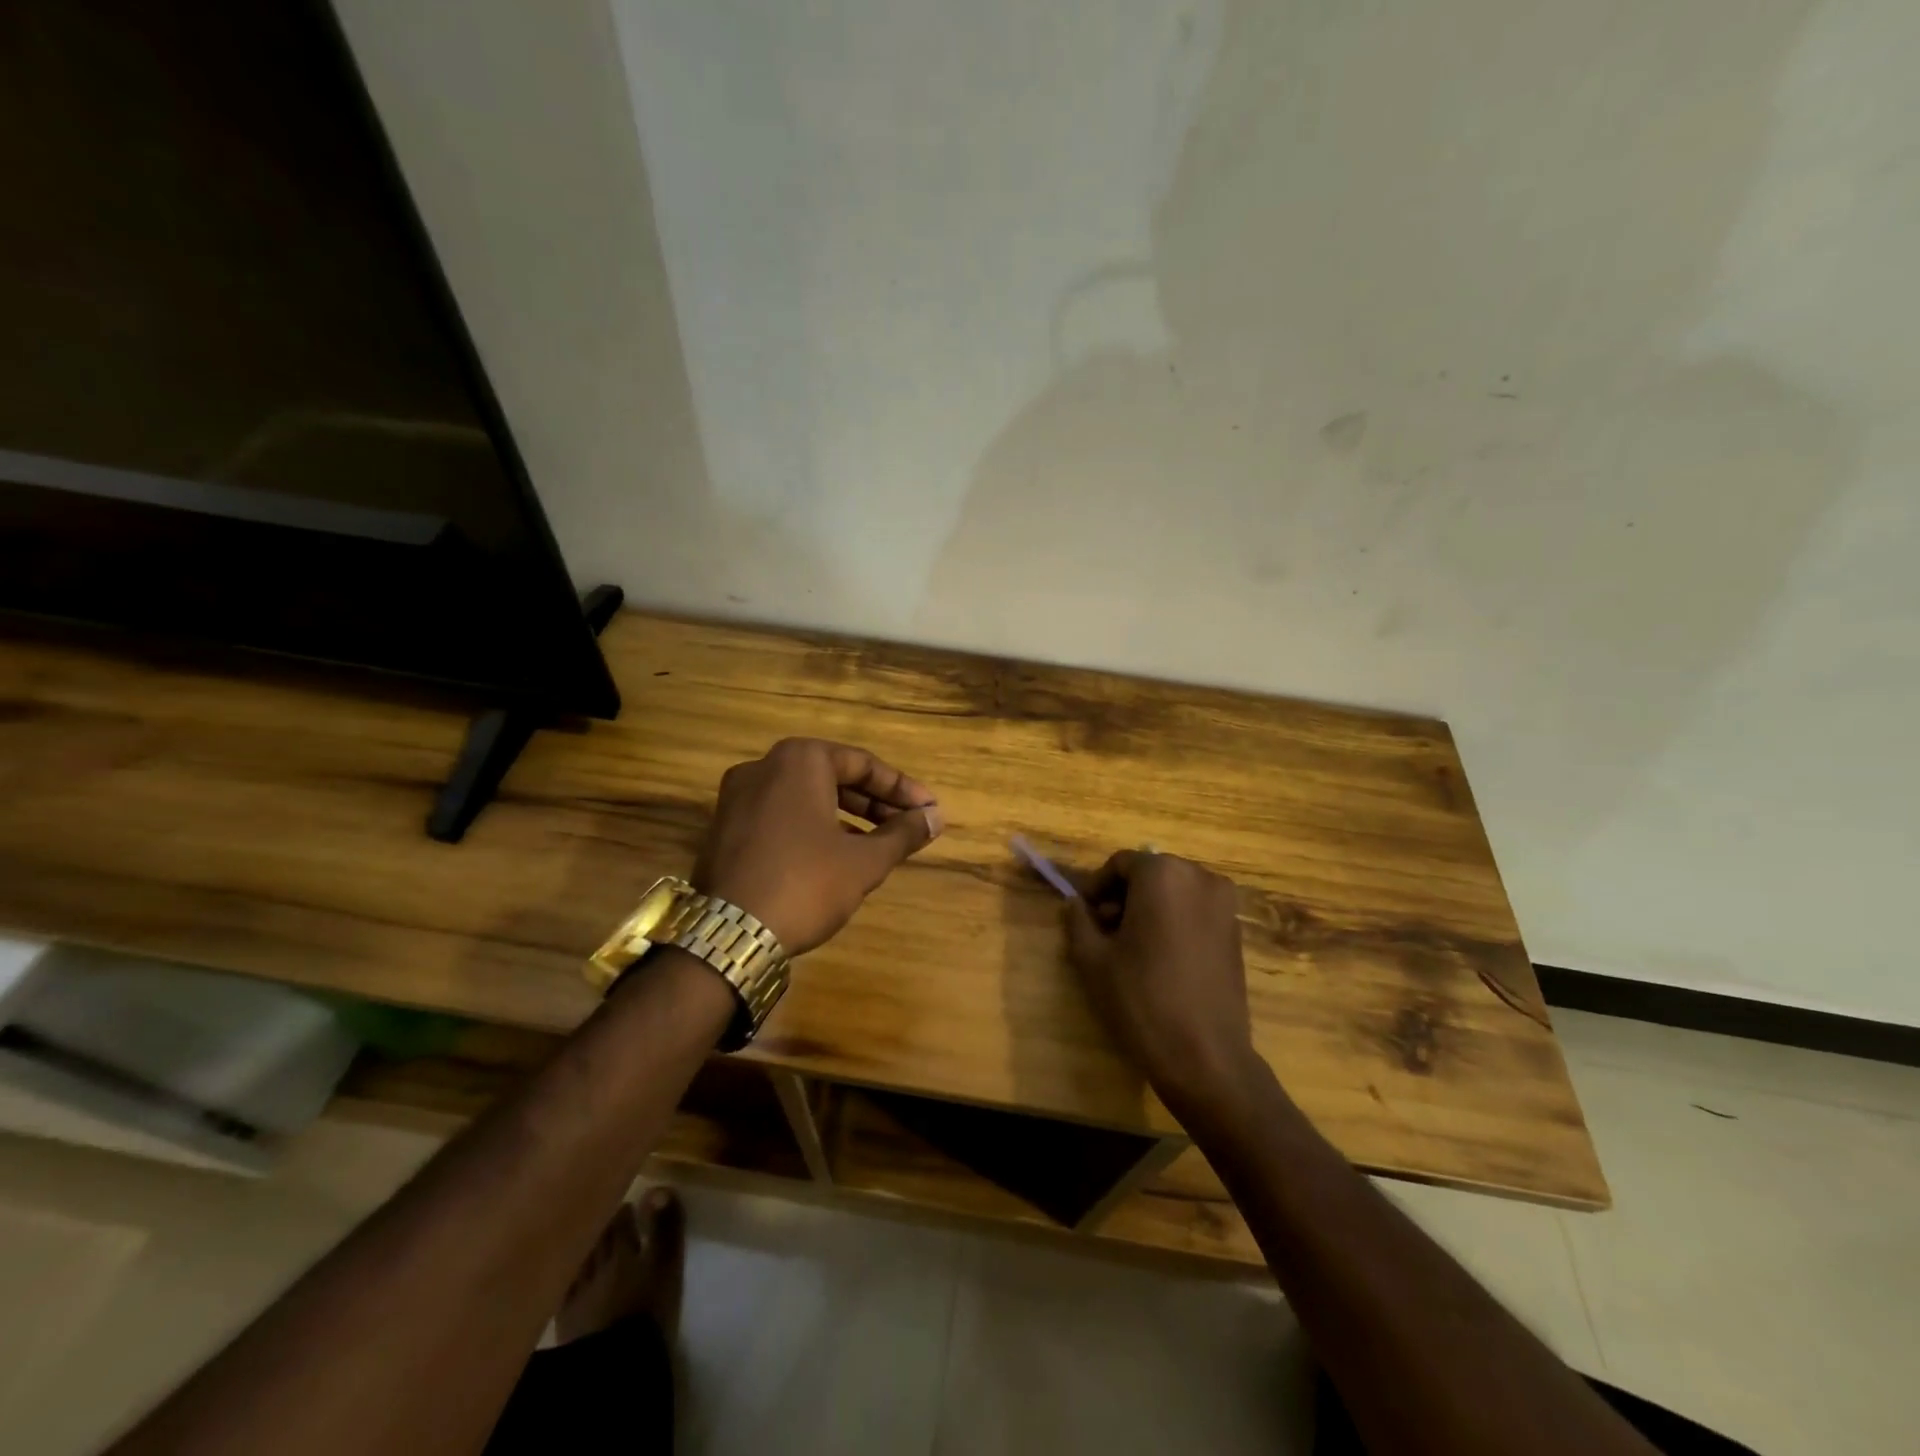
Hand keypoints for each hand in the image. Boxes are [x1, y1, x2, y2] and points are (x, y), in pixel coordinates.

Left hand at [693, 738, 941, 955]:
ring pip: (806, 797)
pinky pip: (781, 815)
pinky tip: (835, 856)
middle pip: (833, 777)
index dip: (902, 789)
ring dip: (846, 817)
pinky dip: (813, 827)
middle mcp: (763, 767)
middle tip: (907, 826)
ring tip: (878, 844)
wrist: (730, 936)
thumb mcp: (865, 861)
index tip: (929, 811)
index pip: (863, 764)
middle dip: (874, 803)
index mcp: (799, 760)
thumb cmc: (806, 884)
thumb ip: (903, 833)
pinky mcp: (725, 827)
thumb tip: (936, 817)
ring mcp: (737, 797)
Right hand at [1065, 851, 1264, 1114]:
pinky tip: (1161, 960)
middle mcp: (1200, 878)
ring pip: (1174, 892)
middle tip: (1104, 933)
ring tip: (1131, 949)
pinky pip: (1195, 911)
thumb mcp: (1093, 959)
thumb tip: (1075, 904)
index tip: (1083, 915)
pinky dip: (1174, 922)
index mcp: (1163, 874)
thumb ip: (1078, 921)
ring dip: (1149, 909)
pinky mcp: (1236, 932)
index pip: (1120, 864)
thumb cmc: (1141, 1000)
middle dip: (1123, 896)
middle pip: (1150, 873)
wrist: (1205, 1058)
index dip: (1096, 887)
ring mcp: (1224, 905)